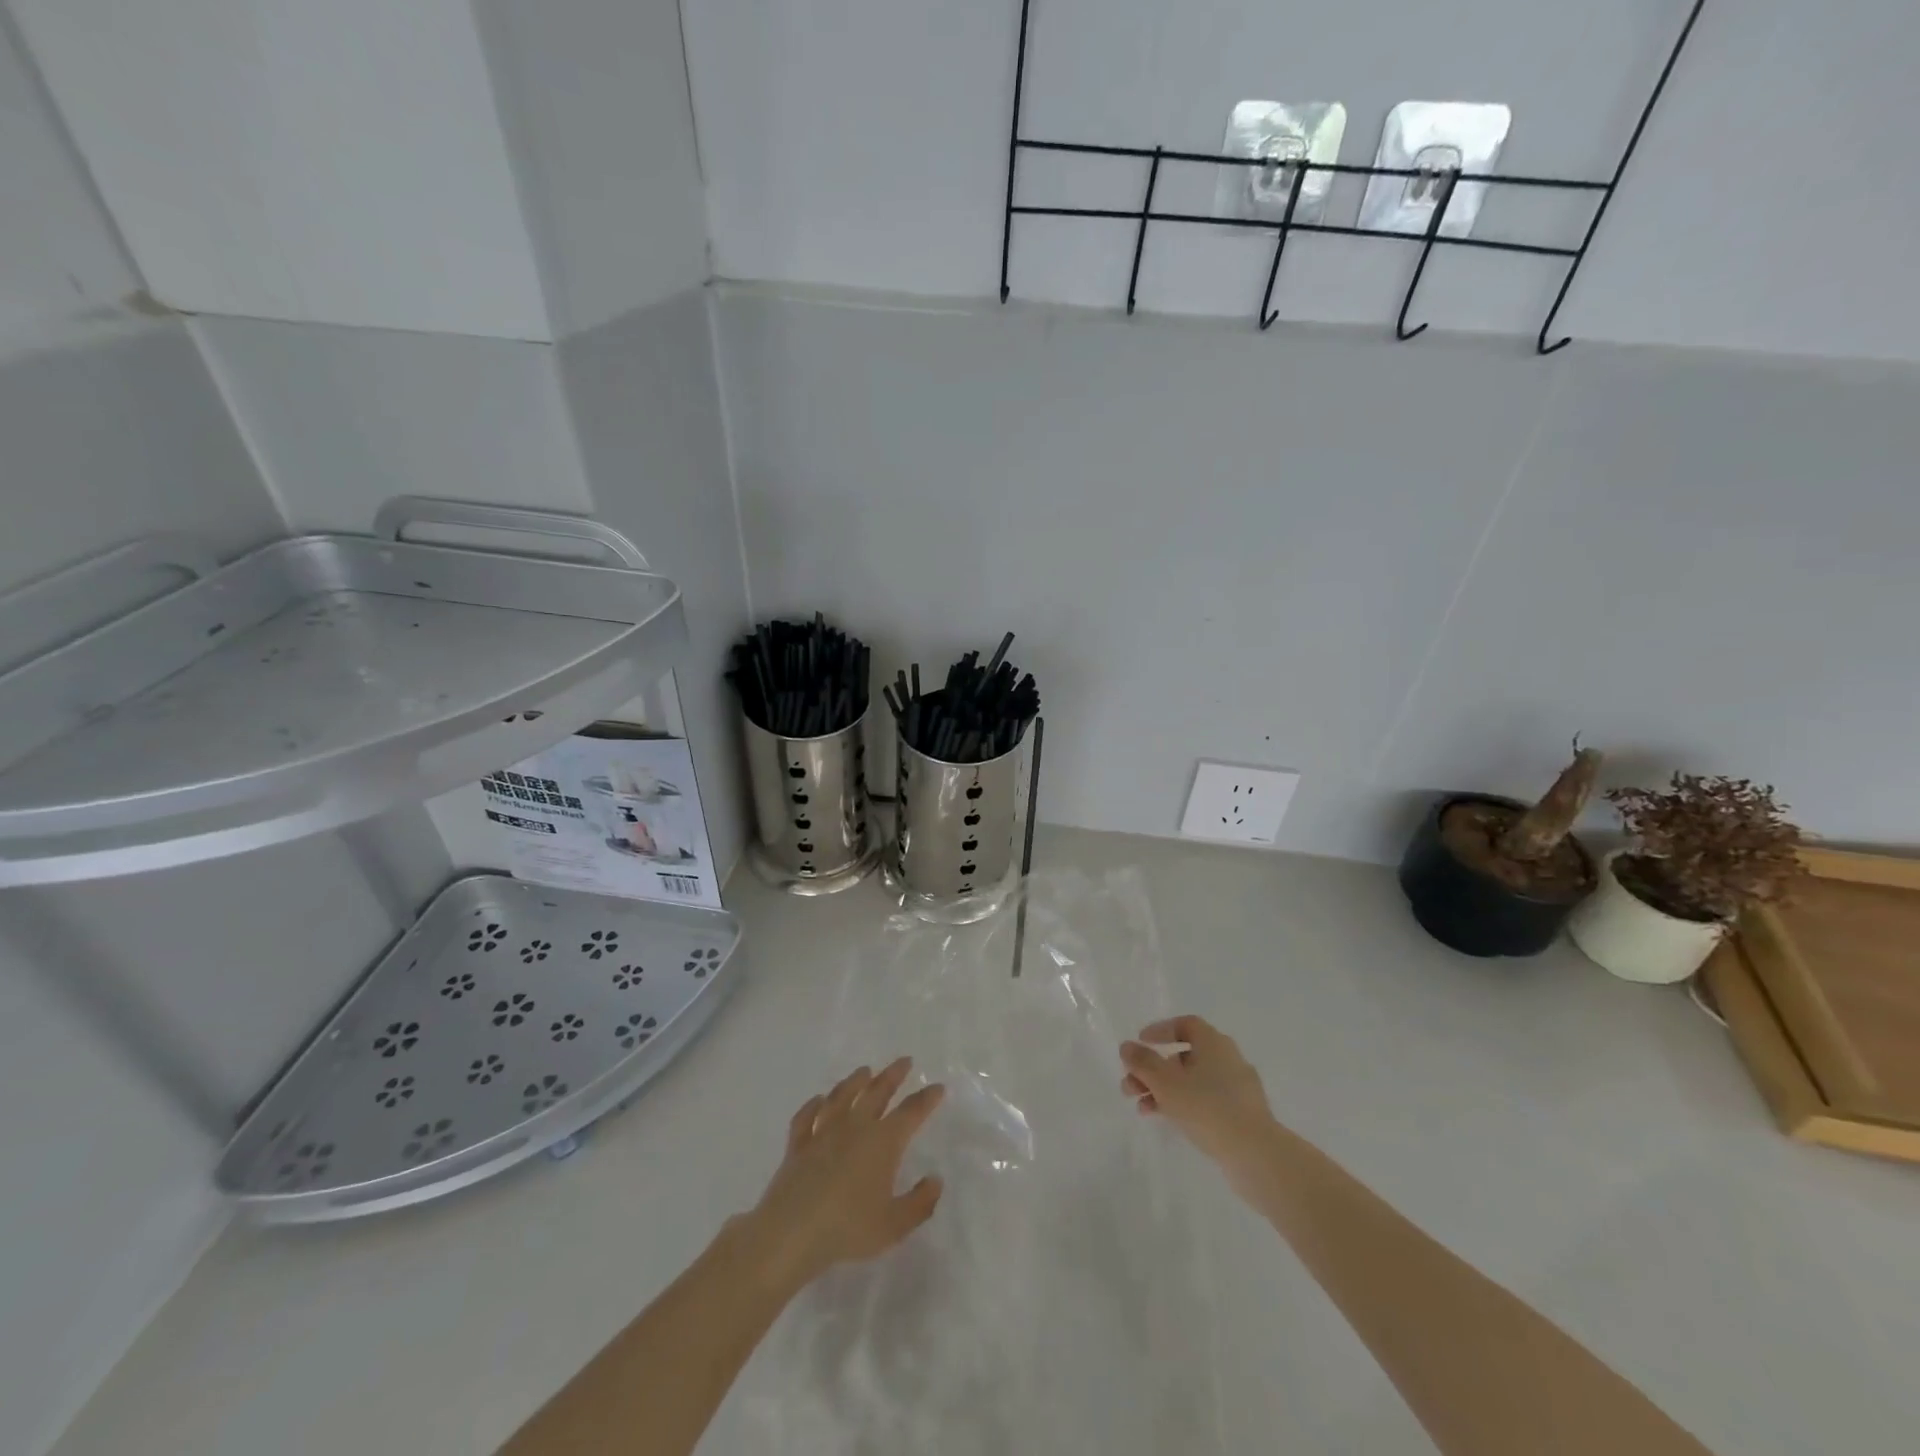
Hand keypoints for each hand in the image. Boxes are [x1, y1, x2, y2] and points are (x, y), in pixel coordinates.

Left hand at [746, 1058, 945, 1289]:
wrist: (792, 1233)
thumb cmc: (848, 1229)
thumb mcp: (894, 1225)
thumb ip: (919, 1203)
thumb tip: (935, 1180)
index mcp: (883, 1142)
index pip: (910, 1113)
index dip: (926, 1099)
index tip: (937, 1087)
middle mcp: (855, 1127)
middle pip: (877, 1093)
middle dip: (893, 1075)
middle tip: (904, 1061)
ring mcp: (823, 1132)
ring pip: (842, 1097)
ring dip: (855, 1081)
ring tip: (864, 1071)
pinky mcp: (798, 1144)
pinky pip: (806, 1117)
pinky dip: (813, 1105)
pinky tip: (818, 1100)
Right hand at [1121, 1015, 1277, 1187]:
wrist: (1256, 1155)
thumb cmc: (1207, 1108)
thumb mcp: (1165, 1082)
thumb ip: (1142, 1062)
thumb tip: (1127, 1047)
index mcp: (1214, 1043)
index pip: (1186, 1025)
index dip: (1160, 1030)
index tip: (1140, 1043)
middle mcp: (1228, 1059)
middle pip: (1184, 1056)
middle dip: (1153, 1069)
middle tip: (1130, 1086)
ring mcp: (1238, 1089)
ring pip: (1192, 1081)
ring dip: (1164, 1090)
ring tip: (1141, 1108)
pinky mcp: (1242, 1115)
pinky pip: (1206, 1101)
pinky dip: (1183, 1105)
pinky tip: (1167, 1121)